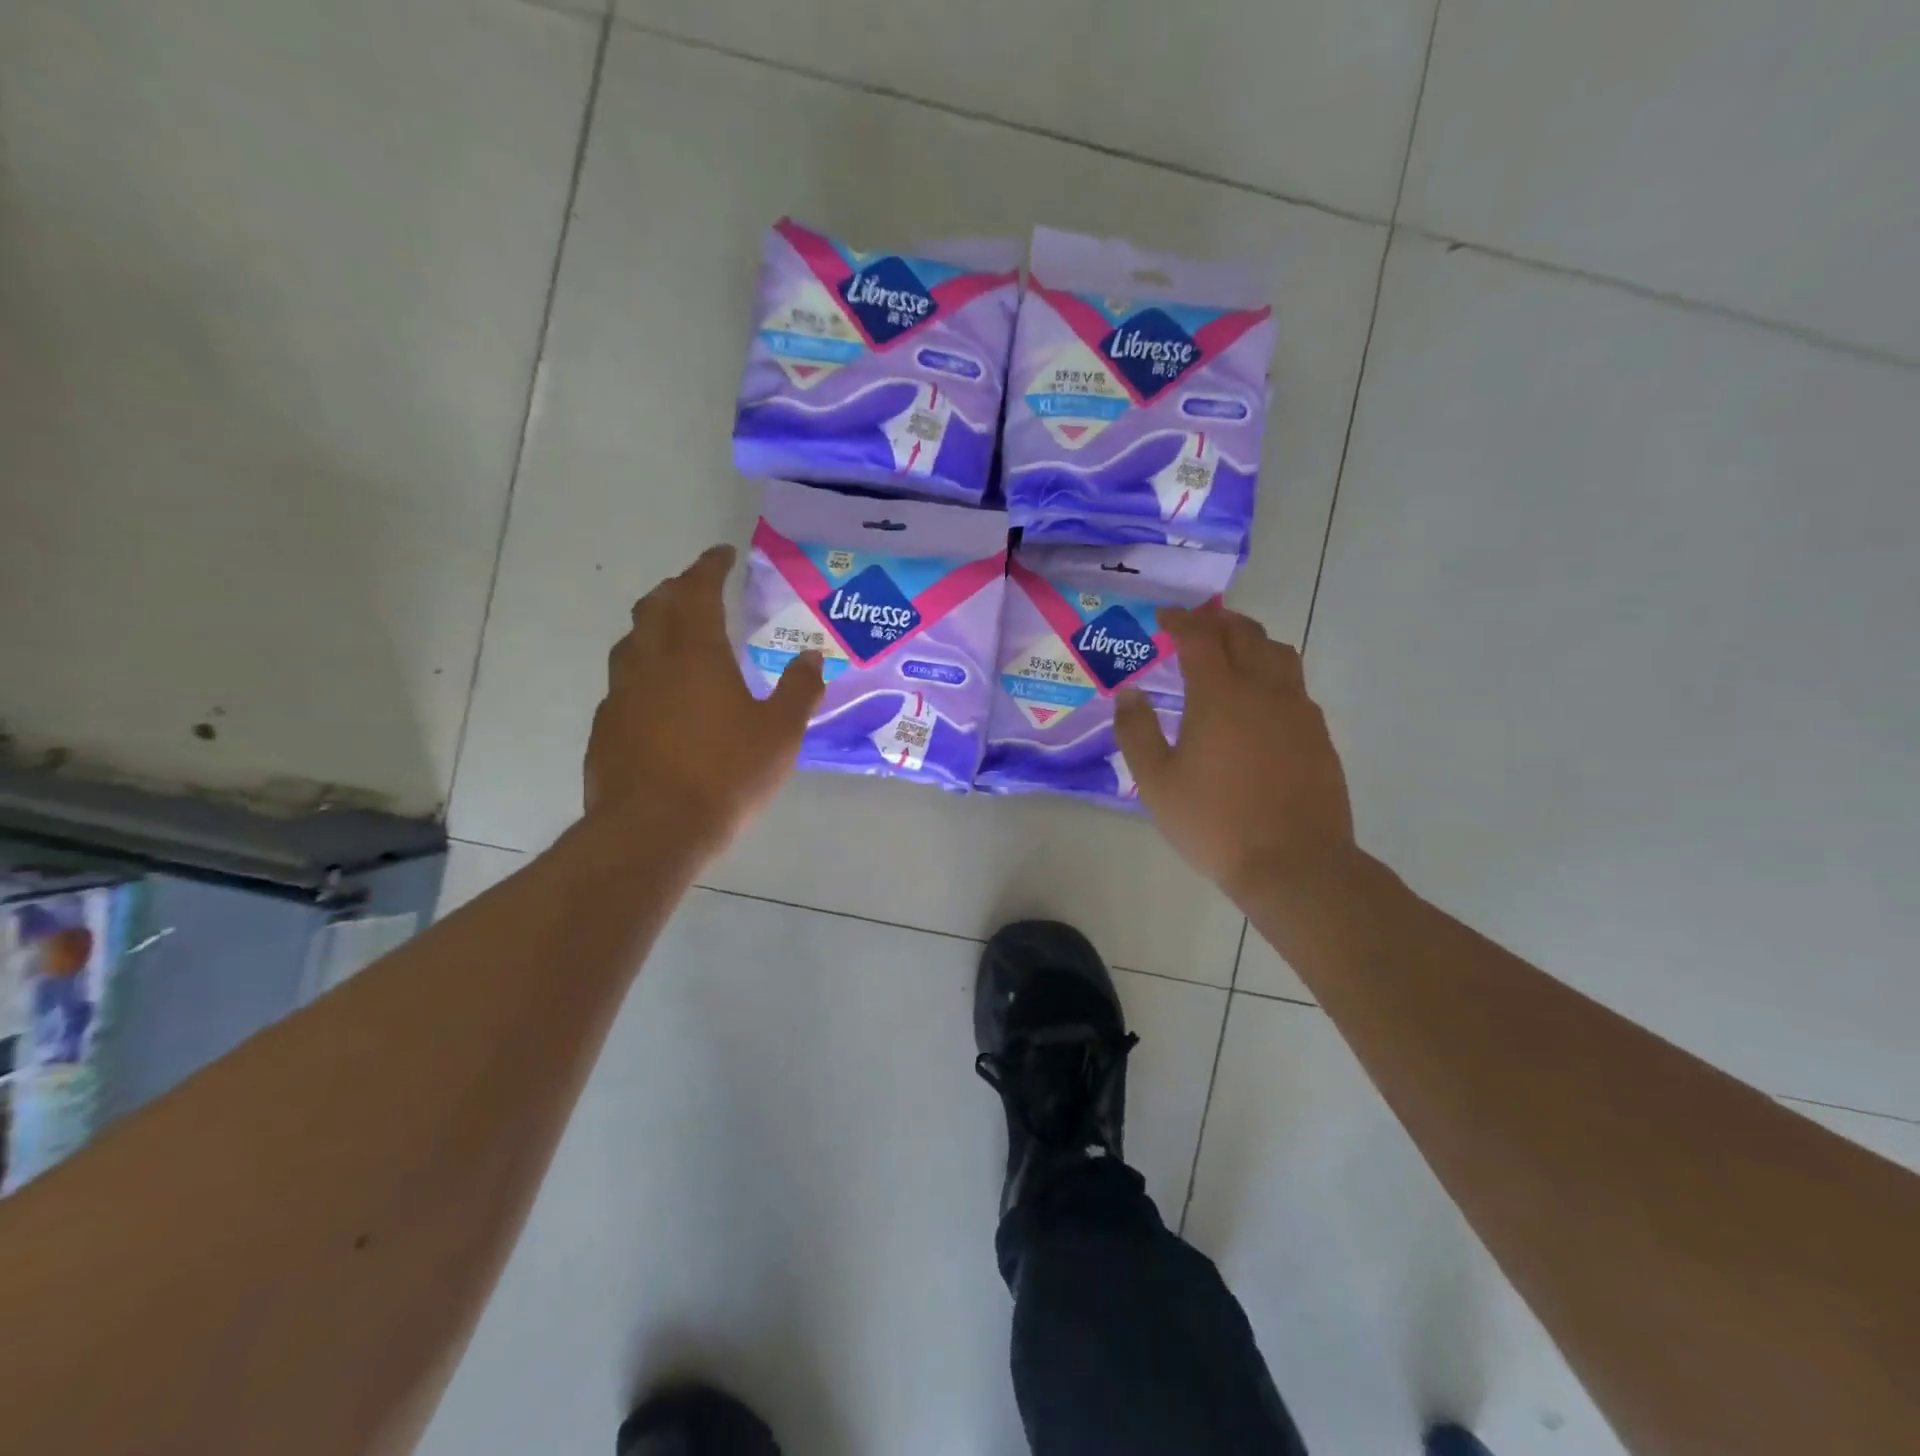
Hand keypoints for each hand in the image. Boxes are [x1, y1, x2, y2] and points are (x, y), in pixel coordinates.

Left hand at [585, 545, 823, 856]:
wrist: (652, 830)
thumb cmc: (725, 775)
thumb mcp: (780, 733)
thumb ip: (798, 689)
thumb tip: (812, 655)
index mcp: (695, 653)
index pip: (698, 590)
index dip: (709, 566)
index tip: (722, 553)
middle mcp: (651, 661)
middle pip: (655, 607)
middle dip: (677, 589)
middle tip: (698, 588)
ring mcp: (621, 693)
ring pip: (632, 641)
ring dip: (653, 626)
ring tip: (675, 634)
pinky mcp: (605, 726)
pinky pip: (623, 681)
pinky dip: (643, 670)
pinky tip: (657, 695)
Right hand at [1114, 605, 1356, 902]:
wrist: (1295, 864)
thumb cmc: (1215, 822)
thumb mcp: (1156, 782)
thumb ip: (1137, 731)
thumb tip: (1130, 693)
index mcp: (1220, 695)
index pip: (1200, 637)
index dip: (1180, 621)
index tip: (1163, 618)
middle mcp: (1264, 689)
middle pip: (1245, 634)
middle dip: (1217, 622)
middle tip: (1194, 628)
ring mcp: (1299, 711)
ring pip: (1279, 653)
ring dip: (1251, 641)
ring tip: (1230, 653)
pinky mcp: (1318, 734)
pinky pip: (1295, 686)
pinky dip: (1272, 674)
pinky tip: (1259, 702)